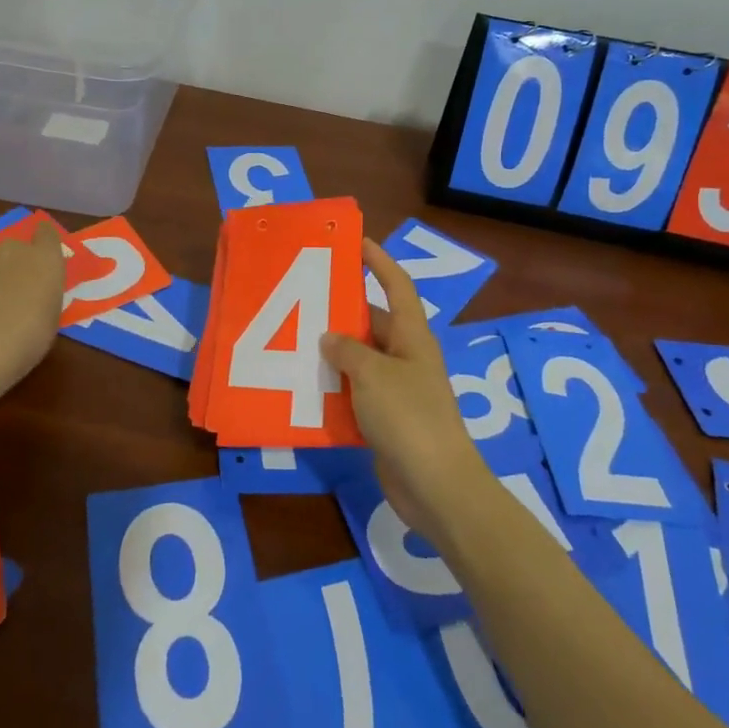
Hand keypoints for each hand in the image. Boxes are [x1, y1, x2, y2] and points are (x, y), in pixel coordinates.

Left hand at [0, 221, 65, 401]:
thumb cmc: (27, 338)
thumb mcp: (51, 317)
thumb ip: (44, 293)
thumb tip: (33, 290)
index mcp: (45, 260)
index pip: (47, 233)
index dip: (44, 239)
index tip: (42, 252)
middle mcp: (14, 249)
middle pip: (17, 249)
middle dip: (16, 265)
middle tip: (13, 293)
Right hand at [320, 239, 493, 543]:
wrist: (436, 485)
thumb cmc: (409, 417)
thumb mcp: (373, 375)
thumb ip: (347, 350)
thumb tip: (329, 336)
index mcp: (413, 336)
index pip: (397, 286)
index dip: (379, 262)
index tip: (356, 242)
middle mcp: (406, 357)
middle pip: (373, 323)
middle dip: (341, 312)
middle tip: (302, 300)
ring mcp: (397, 389)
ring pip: (360, 360)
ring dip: (332, 353)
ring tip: (292, 340)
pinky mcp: (386, 419)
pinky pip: (355, 393)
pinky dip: (334, 389)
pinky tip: (304, 387)